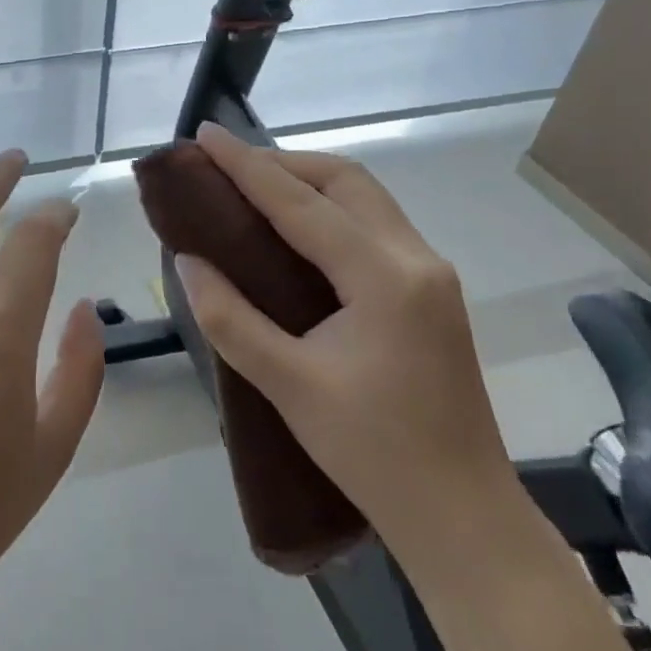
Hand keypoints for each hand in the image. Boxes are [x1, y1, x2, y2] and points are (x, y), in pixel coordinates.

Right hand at [173, 122, 519, 553]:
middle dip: (283, 162)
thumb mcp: (288, 385)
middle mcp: (416, 258)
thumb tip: (187, 261)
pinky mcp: (431, 293)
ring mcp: (431, 274)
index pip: (301, 203)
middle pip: (346, 180)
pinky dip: (330, 210)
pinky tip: (296, 230)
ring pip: (365, 198)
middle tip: (226, 167)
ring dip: (309, 183)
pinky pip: (374, 225)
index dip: (247, 166)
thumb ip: (229, 317)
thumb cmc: (373, 453)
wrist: (463, 515)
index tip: (205, 135)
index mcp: (384, 276)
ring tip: (253, 188)